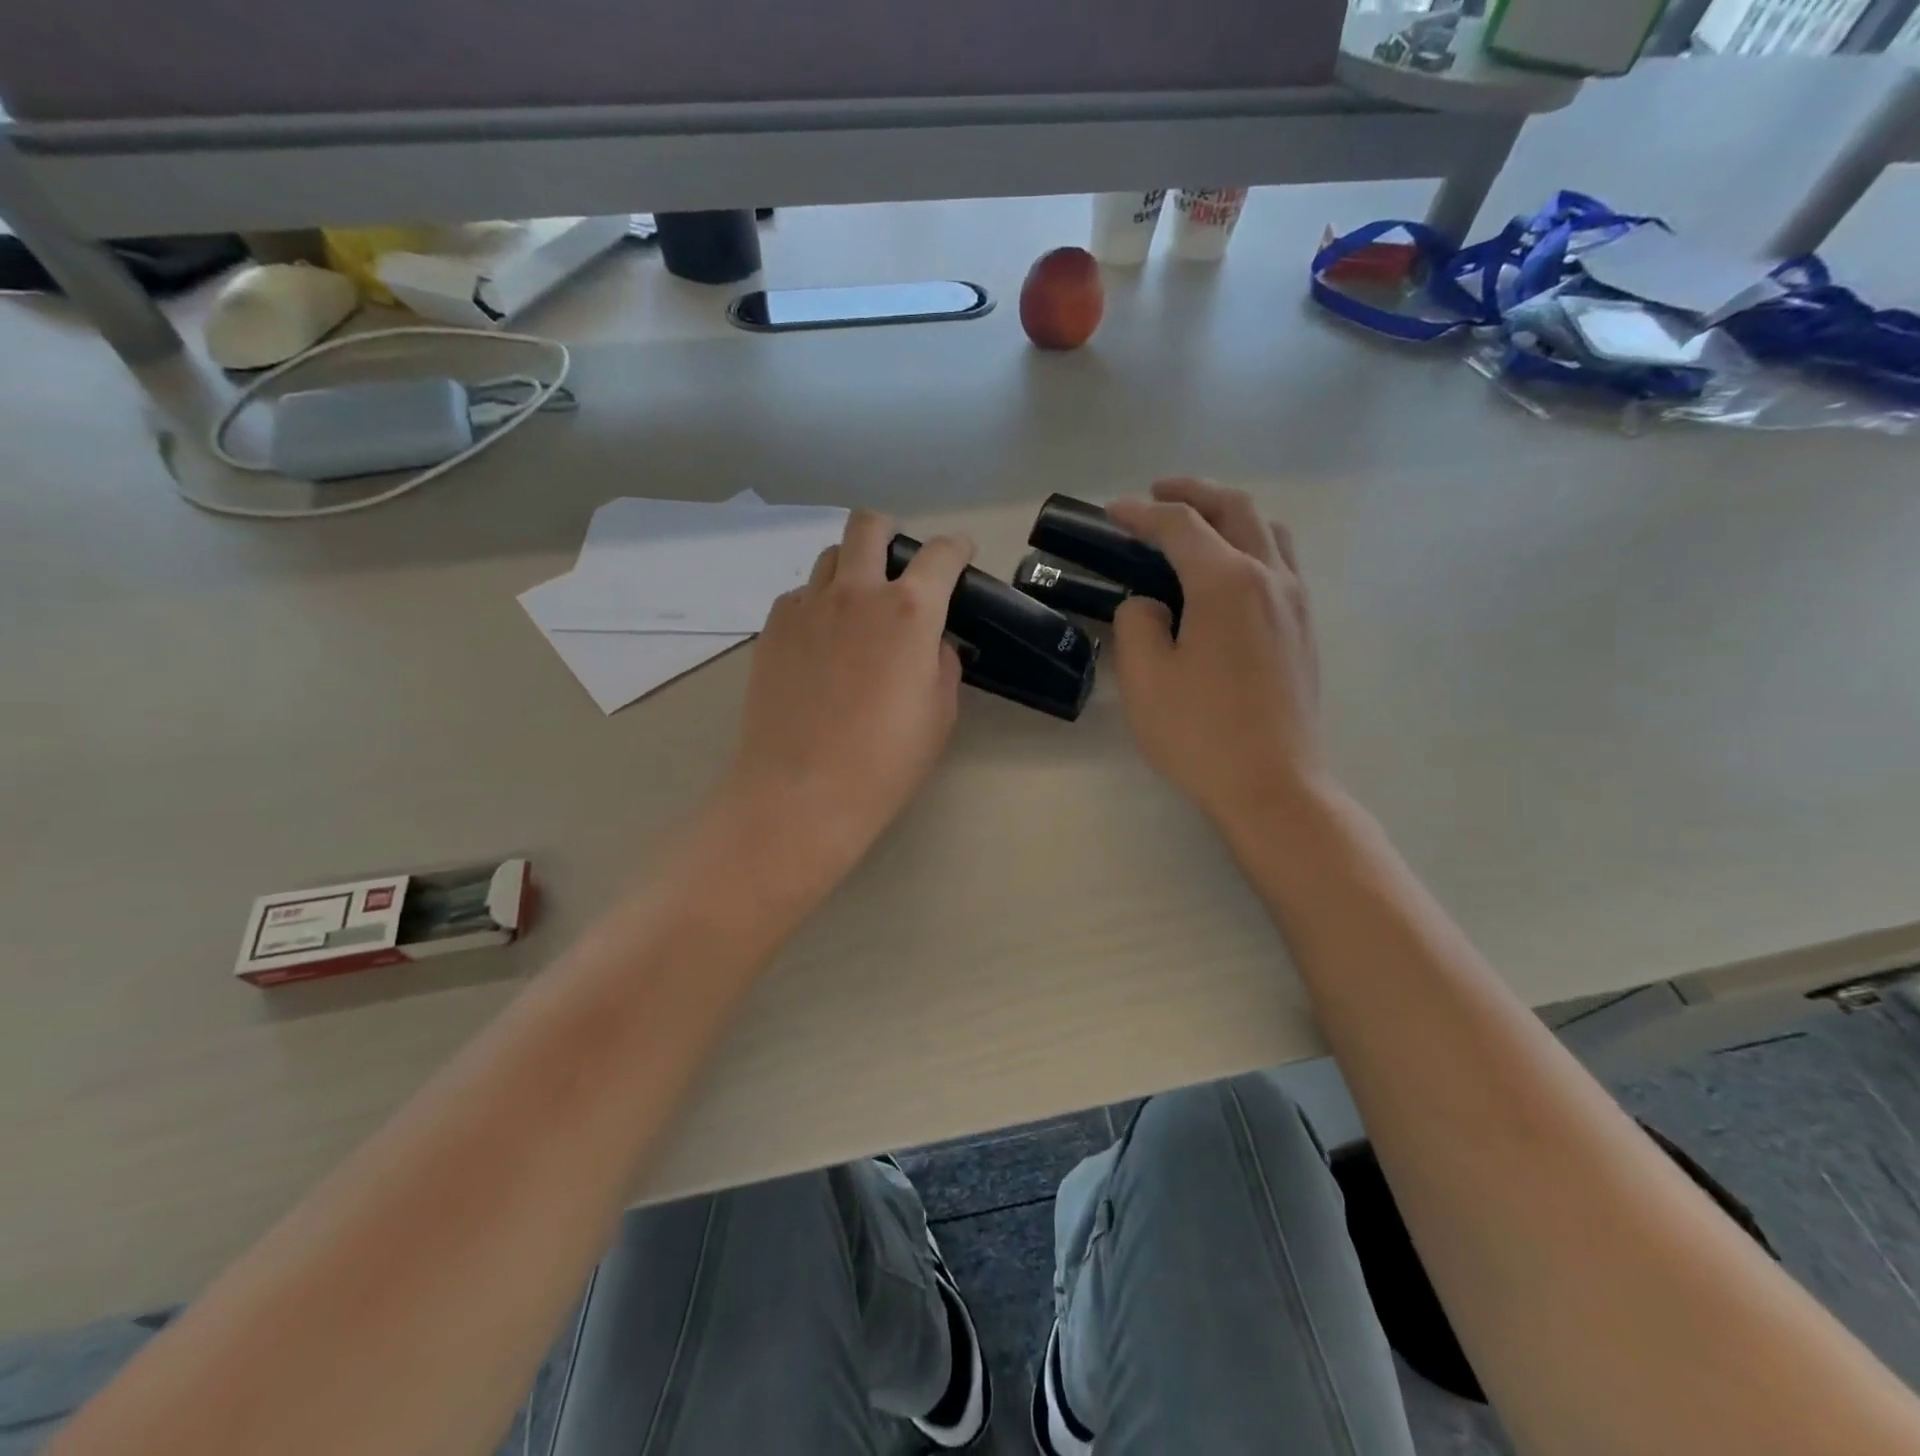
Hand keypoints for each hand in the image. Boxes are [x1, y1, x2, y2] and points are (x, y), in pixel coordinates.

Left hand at [722, 510, 973, 873]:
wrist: (801, 791)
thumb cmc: (885, 761)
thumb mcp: (939, 713)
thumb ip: (942, 662)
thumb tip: (930, 642)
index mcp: (909, 611)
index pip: (940, 554)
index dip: (957, 548)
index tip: (961, 555)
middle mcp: (857, 593)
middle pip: (869, 526)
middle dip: (891, 532)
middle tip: (900, 564)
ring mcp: (807, 606)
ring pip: (830, 556)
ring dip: (852, 567)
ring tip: (858, 604)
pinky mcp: (773, 628)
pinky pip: (800, 595)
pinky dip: (818, 603)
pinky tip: (822, 640)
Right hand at [1108, 479, 1324, 827]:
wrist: (1274, 785)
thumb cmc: (1201, 733)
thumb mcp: (1145, 679)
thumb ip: (1138, 624)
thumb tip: (1150, 605)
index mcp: (1227, 582)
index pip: (1180, 525)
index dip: (1141, 513)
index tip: (1111, 513)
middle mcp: (1269, 577)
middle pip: (1234, 508)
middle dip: (1192, 492)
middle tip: (1157, 494)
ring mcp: (1295, 602)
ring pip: (1267, 530)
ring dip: (1228, 514)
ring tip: (1196, 525)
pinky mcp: (1304, 627)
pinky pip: (1281, 561)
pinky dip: (1251, 543)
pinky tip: (1228, 572)